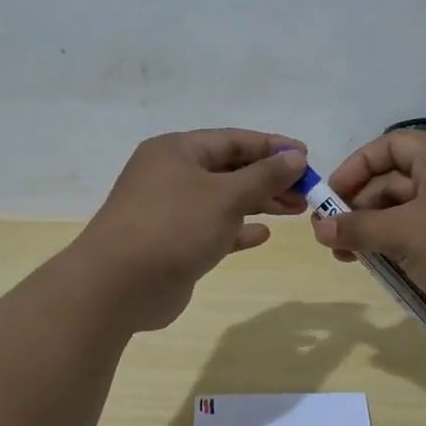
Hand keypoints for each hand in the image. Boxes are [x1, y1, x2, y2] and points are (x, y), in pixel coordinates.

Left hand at [73, 129, 308, 331]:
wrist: (119, 285)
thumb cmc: (173, 226)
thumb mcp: (225, 196)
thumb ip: (263, 176)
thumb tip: (295, 157)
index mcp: (176, 151)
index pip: (232, 140)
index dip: (271, 146)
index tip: (306, 156)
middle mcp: (171, 175)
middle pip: (229, 170)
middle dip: (269, 178)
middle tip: (307, 190)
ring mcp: (169, 211)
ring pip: (223, 200)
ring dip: (258, 203)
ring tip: (296, 210)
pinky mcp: (172, 244)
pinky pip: (212, 229)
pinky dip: (237, 229)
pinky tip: (263, 234)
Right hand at [312, 132, 425, 339]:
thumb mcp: (404, 235)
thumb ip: (358, 228)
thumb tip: (320, 228)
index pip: (389, 146)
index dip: (355, 168)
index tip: (330, 198)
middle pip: (395, 181)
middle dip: (361, 208)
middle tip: (333, 239)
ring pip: (408, 212)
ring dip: (376, 232)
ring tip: (350, 260)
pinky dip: (401, 247)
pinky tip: (383, 270)